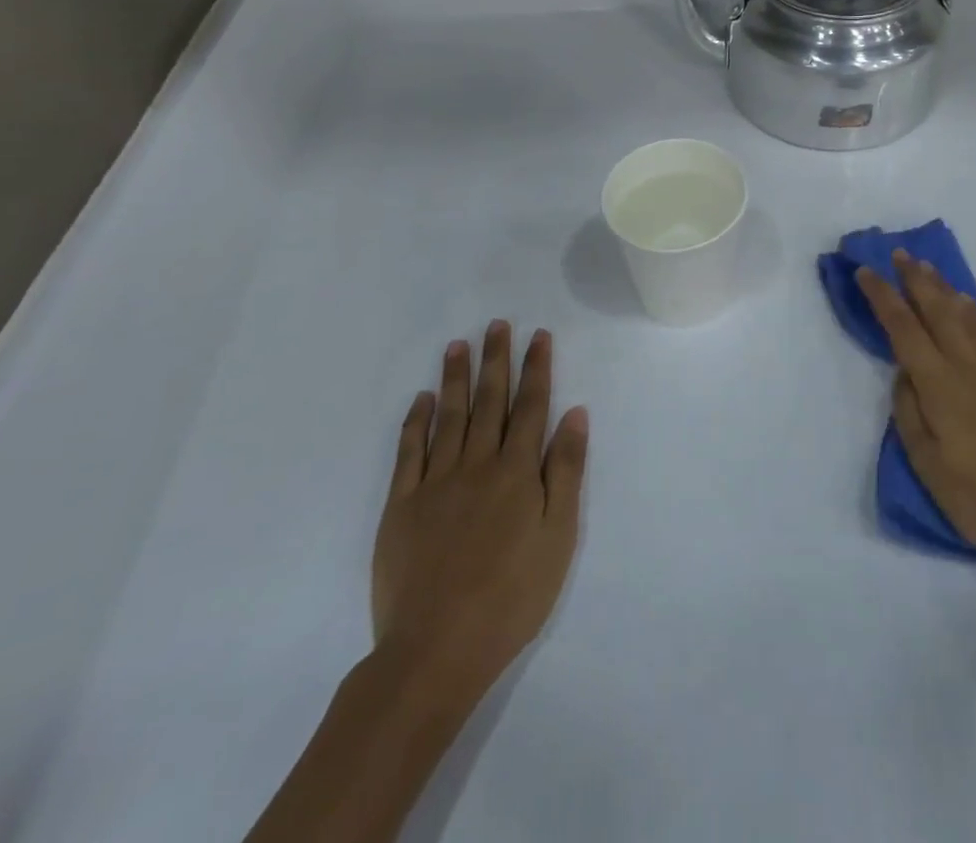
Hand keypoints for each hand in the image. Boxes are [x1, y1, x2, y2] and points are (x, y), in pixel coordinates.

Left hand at [371, 322, 587, 711]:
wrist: (436, 651)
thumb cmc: (512, 596)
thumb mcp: (559, 536)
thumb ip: (565, 470)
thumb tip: (574, 413)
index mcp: (517, 472)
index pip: (531, 406)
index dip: (536, 368)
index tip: (538, 335)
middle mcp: (477, 464)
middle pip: (489, 401)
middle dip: (496, 360)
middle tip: (497, 324)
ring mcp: (435, 483)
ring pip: (448, 417)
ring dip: (455, 378)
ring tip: (459, 345)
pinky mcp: (401, 506)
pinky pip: (409, 452)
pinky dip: (415, 422)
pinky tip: (421, 400)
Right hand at [856, 254, 975, 582]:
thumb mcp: (928, 465)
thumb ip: (909, 413)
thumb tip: (904, 373)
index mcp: (939, 385)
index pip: (903, 328)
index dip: (883, 297)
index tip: (867, 272)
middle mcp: (969, 364)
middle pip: (937, 308)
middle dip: (915, 278)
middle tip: (900, 254)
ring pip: (967, 313)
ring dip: (944, 287)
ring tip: (929, 269)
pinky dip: (975, 310)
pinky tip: (969, 303)